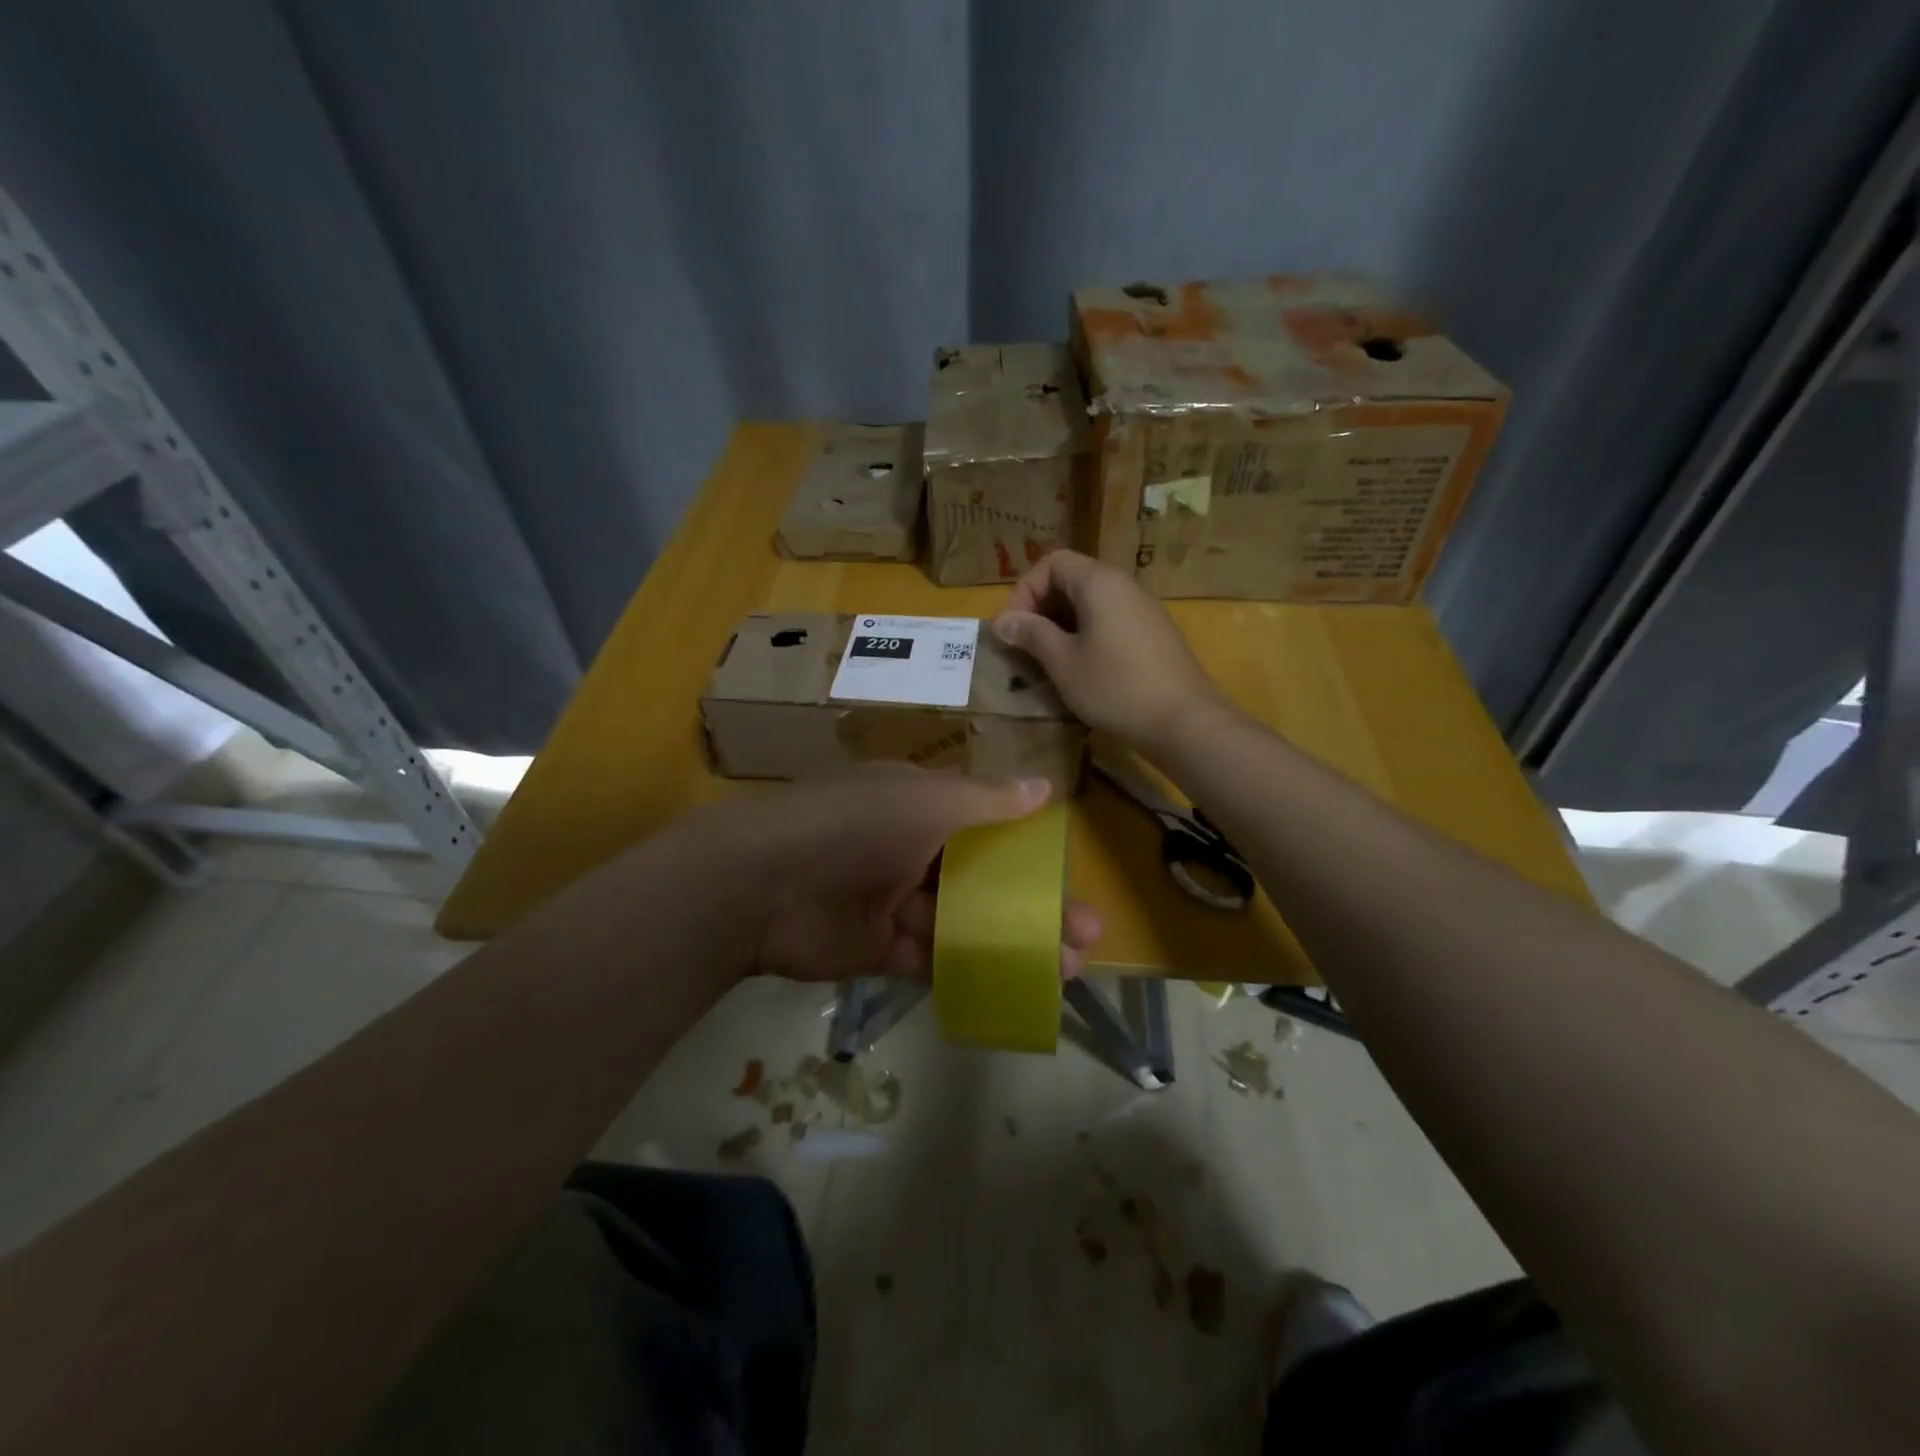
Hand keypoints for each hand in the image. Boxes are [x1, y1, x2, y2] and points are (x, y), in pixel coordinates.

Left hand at [719, 768, 1100, 983]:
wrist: (765, 883)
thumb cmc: (858, 825)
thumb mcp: (929, 800)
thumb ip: (987, 799)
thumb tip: (1043, 785)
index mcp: (918, 806)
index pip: (985, 827)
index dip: (1029, 852)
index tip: (1068, 878)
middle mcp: (906, 850)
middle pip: (980, 881)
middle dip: (1032, 907)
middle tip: (1085, 936)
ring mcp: (889, 901)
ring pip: (962, 924)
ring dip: (1011, 942)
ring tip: (1066, 969)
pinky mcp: (874, 948)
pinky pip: (929, 959)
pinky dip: (968, 969)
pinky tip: (1015, 985)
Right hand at [993, 550, 1230, 755]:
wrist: (1184, 721)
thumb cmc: (1115, 687)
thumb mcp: (1063, 662)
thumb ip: (1032, 634)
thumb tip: (1003, 621)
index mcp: (1099, 583)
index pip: (1052, 563)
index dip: (1025, 590)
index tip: (1013, 628)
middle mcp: (1124, 586)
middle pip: (1073, 580)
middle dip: (1041, 608)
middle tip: (1025, 645)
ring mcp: (1143, 610)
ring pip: (1092, 603)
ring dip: (1063, 625)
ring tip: (1048, 660)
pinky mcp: (1154, 635)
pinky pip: (1111, 621)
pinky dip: (1087, 636)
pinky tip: (1081, 670)